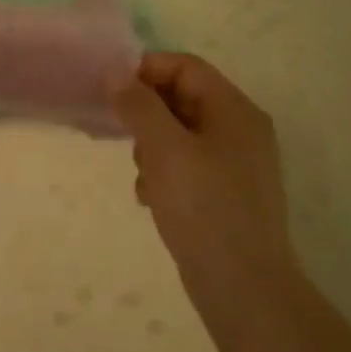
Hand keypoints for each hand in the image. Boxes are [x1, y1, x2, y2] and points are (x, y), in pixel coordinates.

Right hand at [112, 52, 299, 299]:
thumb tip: (115, 72)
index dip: (145, 71)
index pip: (185, 67)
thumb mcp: (165, 149)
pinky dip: (163, 175)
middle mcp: (239, 130)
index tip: (109, 93)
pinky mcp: (223, 193)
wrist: (241, 284)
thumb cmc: (203, 207)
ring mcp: (233, 164)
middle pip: (181, 99)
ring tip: (145, 179)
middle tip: (124, 140)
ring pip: (177, 135)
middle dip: (146, 116)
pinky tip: (152, 200)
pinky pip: (184, 166)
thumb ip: (139, 105)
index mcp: (234, 110)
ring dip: (151, 150)